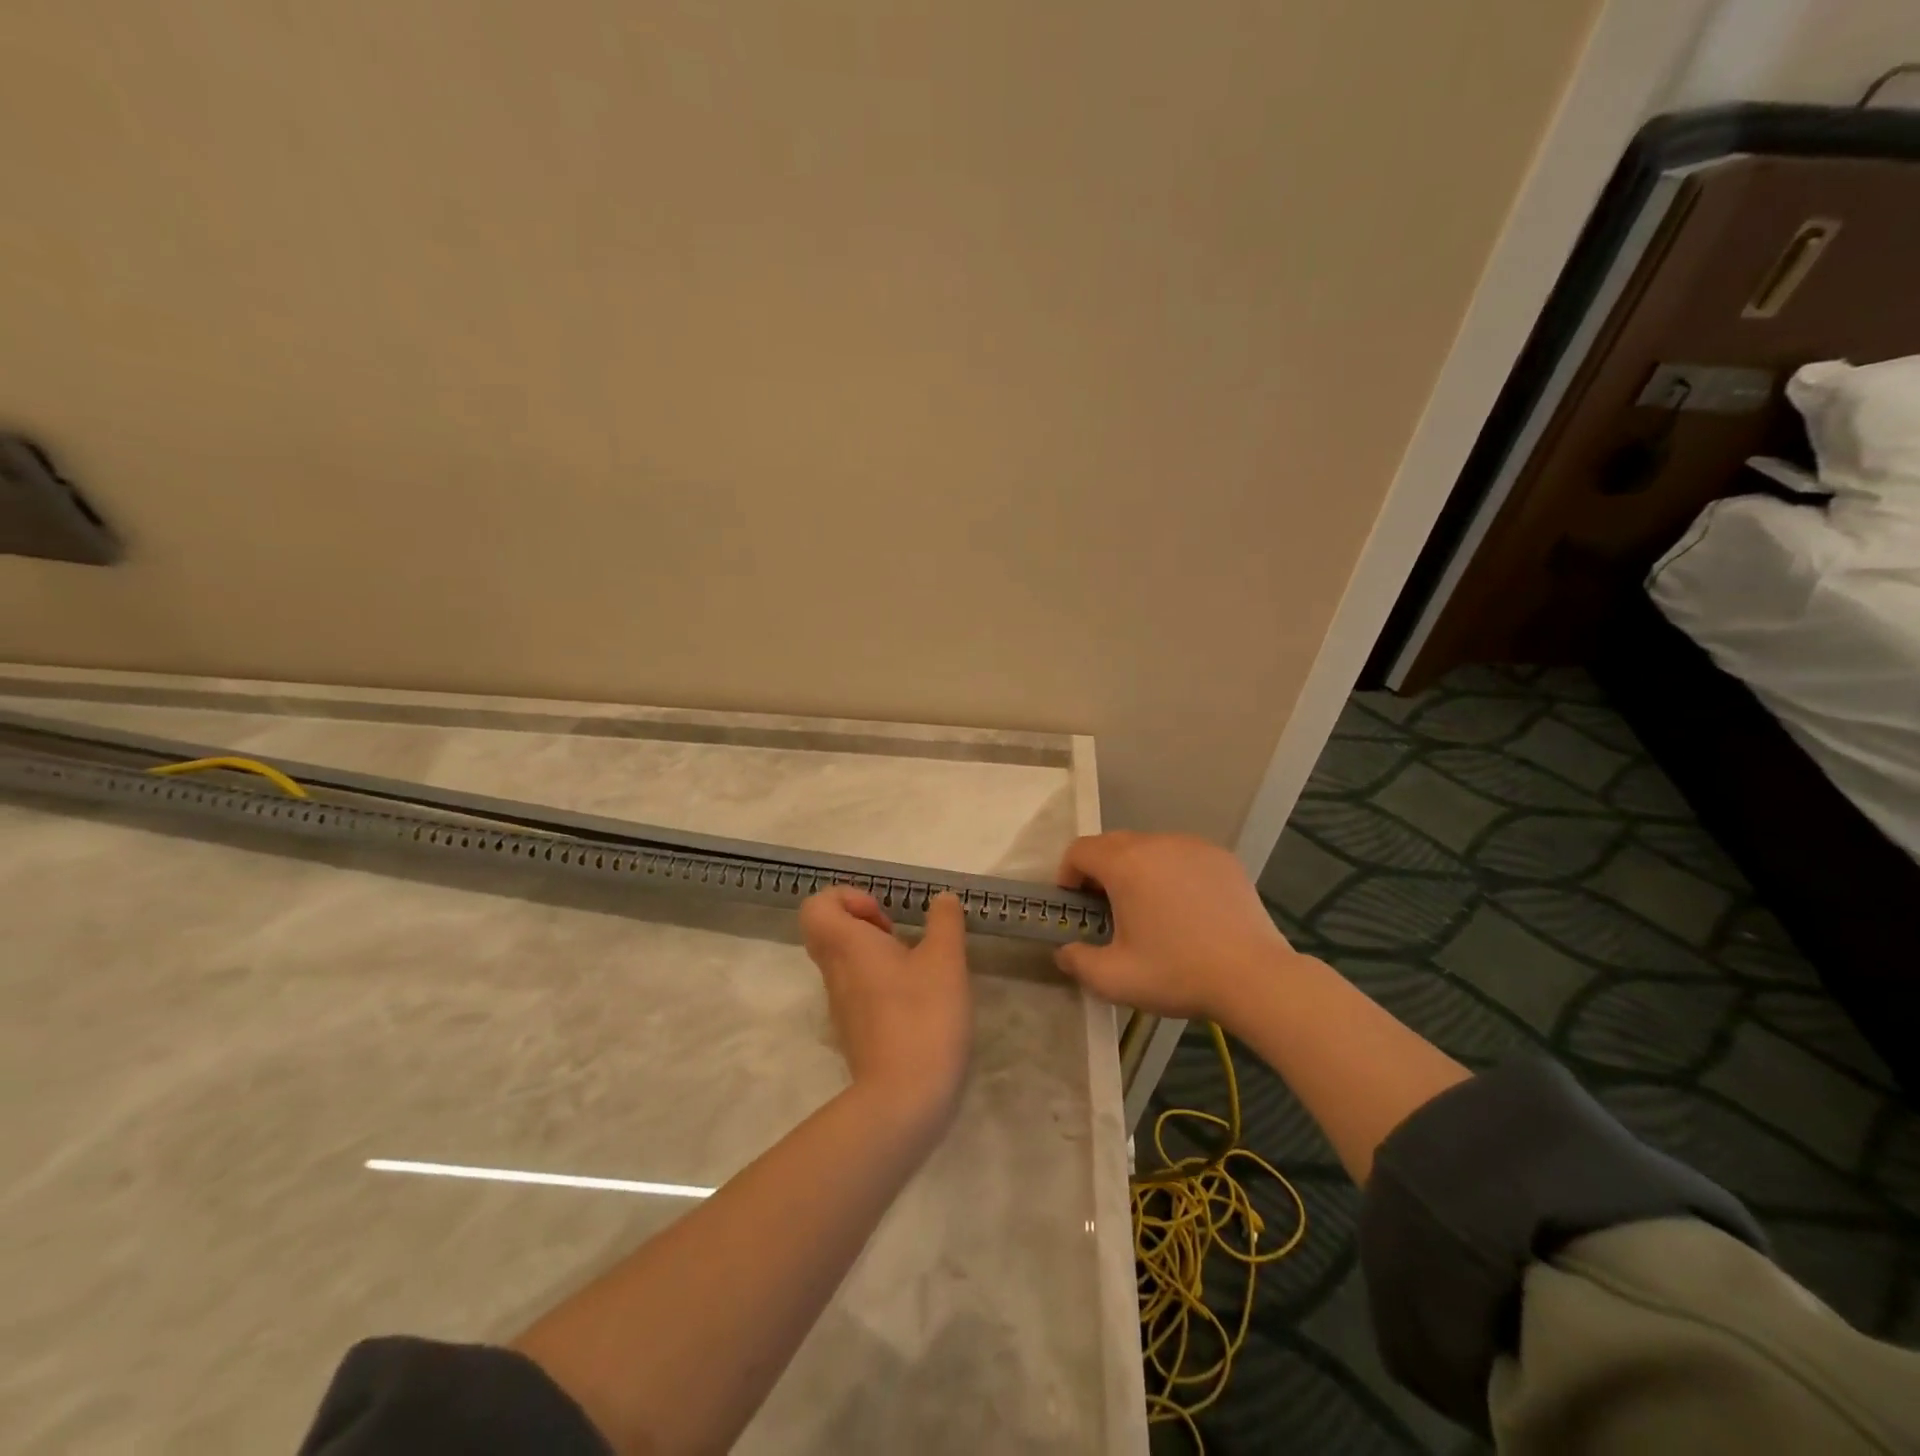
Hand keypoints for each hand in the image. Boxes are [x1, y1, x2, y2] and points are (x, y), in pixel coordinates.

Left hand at [798, 888, 972, 1123]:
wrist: (903, 1099)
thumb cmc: (923, 1016)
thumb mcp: (946, 959)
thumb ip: (944, 922)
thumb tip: (942, 899)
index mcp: (846, 945)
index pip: (816, 905)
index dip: (847, 897)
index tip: (884, 915)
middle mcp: (834, 972)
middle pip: (827, 931)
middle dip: (862, 922)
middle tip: (897, 935)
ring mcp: (840, 1005)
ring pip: (843, 962)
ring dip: (875, 953)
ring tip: (916, 967)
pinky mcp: (853, 1032)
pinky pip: (856, 991)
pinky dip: (879, 983)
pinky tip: (917, 1000)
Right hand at [1053, 831, 1295, 1024]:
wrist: (1255, 977)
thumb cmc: (1178, 973)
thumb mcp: (1114, 979)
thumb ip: (1077, 961)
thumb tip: (1065, 951)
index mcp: (1125, 864)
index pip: (1080, 850)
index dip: (1068, 874)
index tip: (1075, 904)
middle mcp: (1156, 843)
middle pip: (1113, 844)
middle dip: (1100, 871)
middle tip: (1107, 909)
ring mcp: (1192, 846)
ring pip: (1149, 847)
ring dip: (1136, 869)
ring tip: (1148, 908)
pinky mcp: (1221, 857)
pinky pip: (1181, 855)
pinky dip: (1171, 872)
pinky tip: (1185, 908)